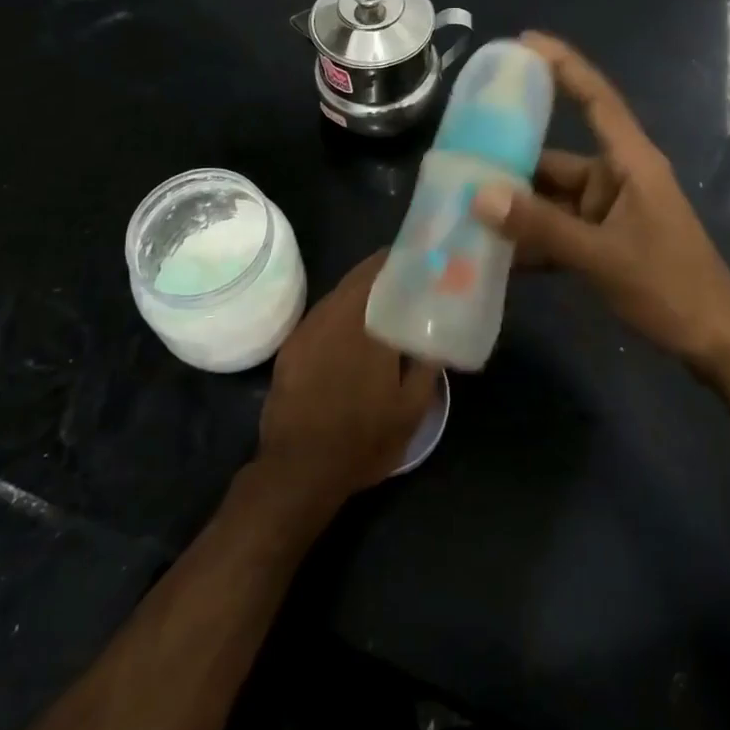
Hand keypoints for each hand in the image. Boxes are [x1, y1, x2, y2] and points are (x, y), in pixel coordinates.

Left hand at [256, 250, 436, 510]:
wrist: (298, 470)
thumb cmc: (362, 440)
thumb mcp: (411, 410)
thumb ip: (427, 366)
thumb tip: (437, 335)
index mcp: (367, 325)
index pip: (384, 273)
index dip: (402, 261)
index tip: (421, 260)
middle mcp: (335, 316)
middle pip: (359, 277)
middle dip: (383, 271)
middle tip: (407, 277)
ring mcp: (309, 329)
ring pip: (339, 293)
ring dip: (361, 290)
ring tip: (384, 298)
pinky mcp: (292, 345)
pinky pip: (322, 313)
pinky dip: (341, 310)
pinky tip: (352, 326)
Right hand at [472, 33, 729, 373]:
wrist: (713, 341)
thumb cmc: (670, 286)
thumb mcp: (602, 256)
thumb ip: (541, 227)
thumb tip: (481, 195)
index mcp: (629, 164)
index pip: (596, 100)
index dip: (564, 66)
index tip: (525, 41)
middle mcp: (615, 179)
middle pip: (556, 157)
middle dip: (511, 160)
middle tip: (460, 154)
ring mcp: (607, 212)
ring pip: (551, 198)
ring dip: (516, 207)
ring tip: (462, 206)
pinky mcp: (601, 241)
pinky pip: (557, 229)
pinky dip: (531, 239)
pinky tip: (492, 253)